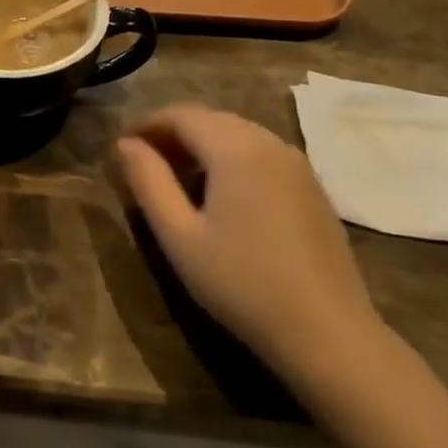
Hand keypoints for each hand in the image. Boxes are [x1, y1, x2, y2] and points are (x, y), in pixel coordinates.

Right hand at [116, 106, 385, 394]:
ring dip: (202, 144)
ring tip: (175, 177)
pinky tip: (219, 194)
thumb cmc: (240, 283)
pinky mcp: (313, 188)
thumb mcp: (178, 235)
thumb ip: (149, 182)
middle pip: (212, 119)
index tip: (121, 146)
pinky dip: (231, 158)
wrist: (327, 332)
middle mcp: (270, 144)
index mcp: (236, 150)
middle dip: (173, 132)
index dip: (147, 125)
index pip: (182, 115)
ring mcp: (298, 165)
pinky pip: (262, 154)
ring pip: (239, 134)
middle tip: (143, 161)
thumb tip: (125, 145)